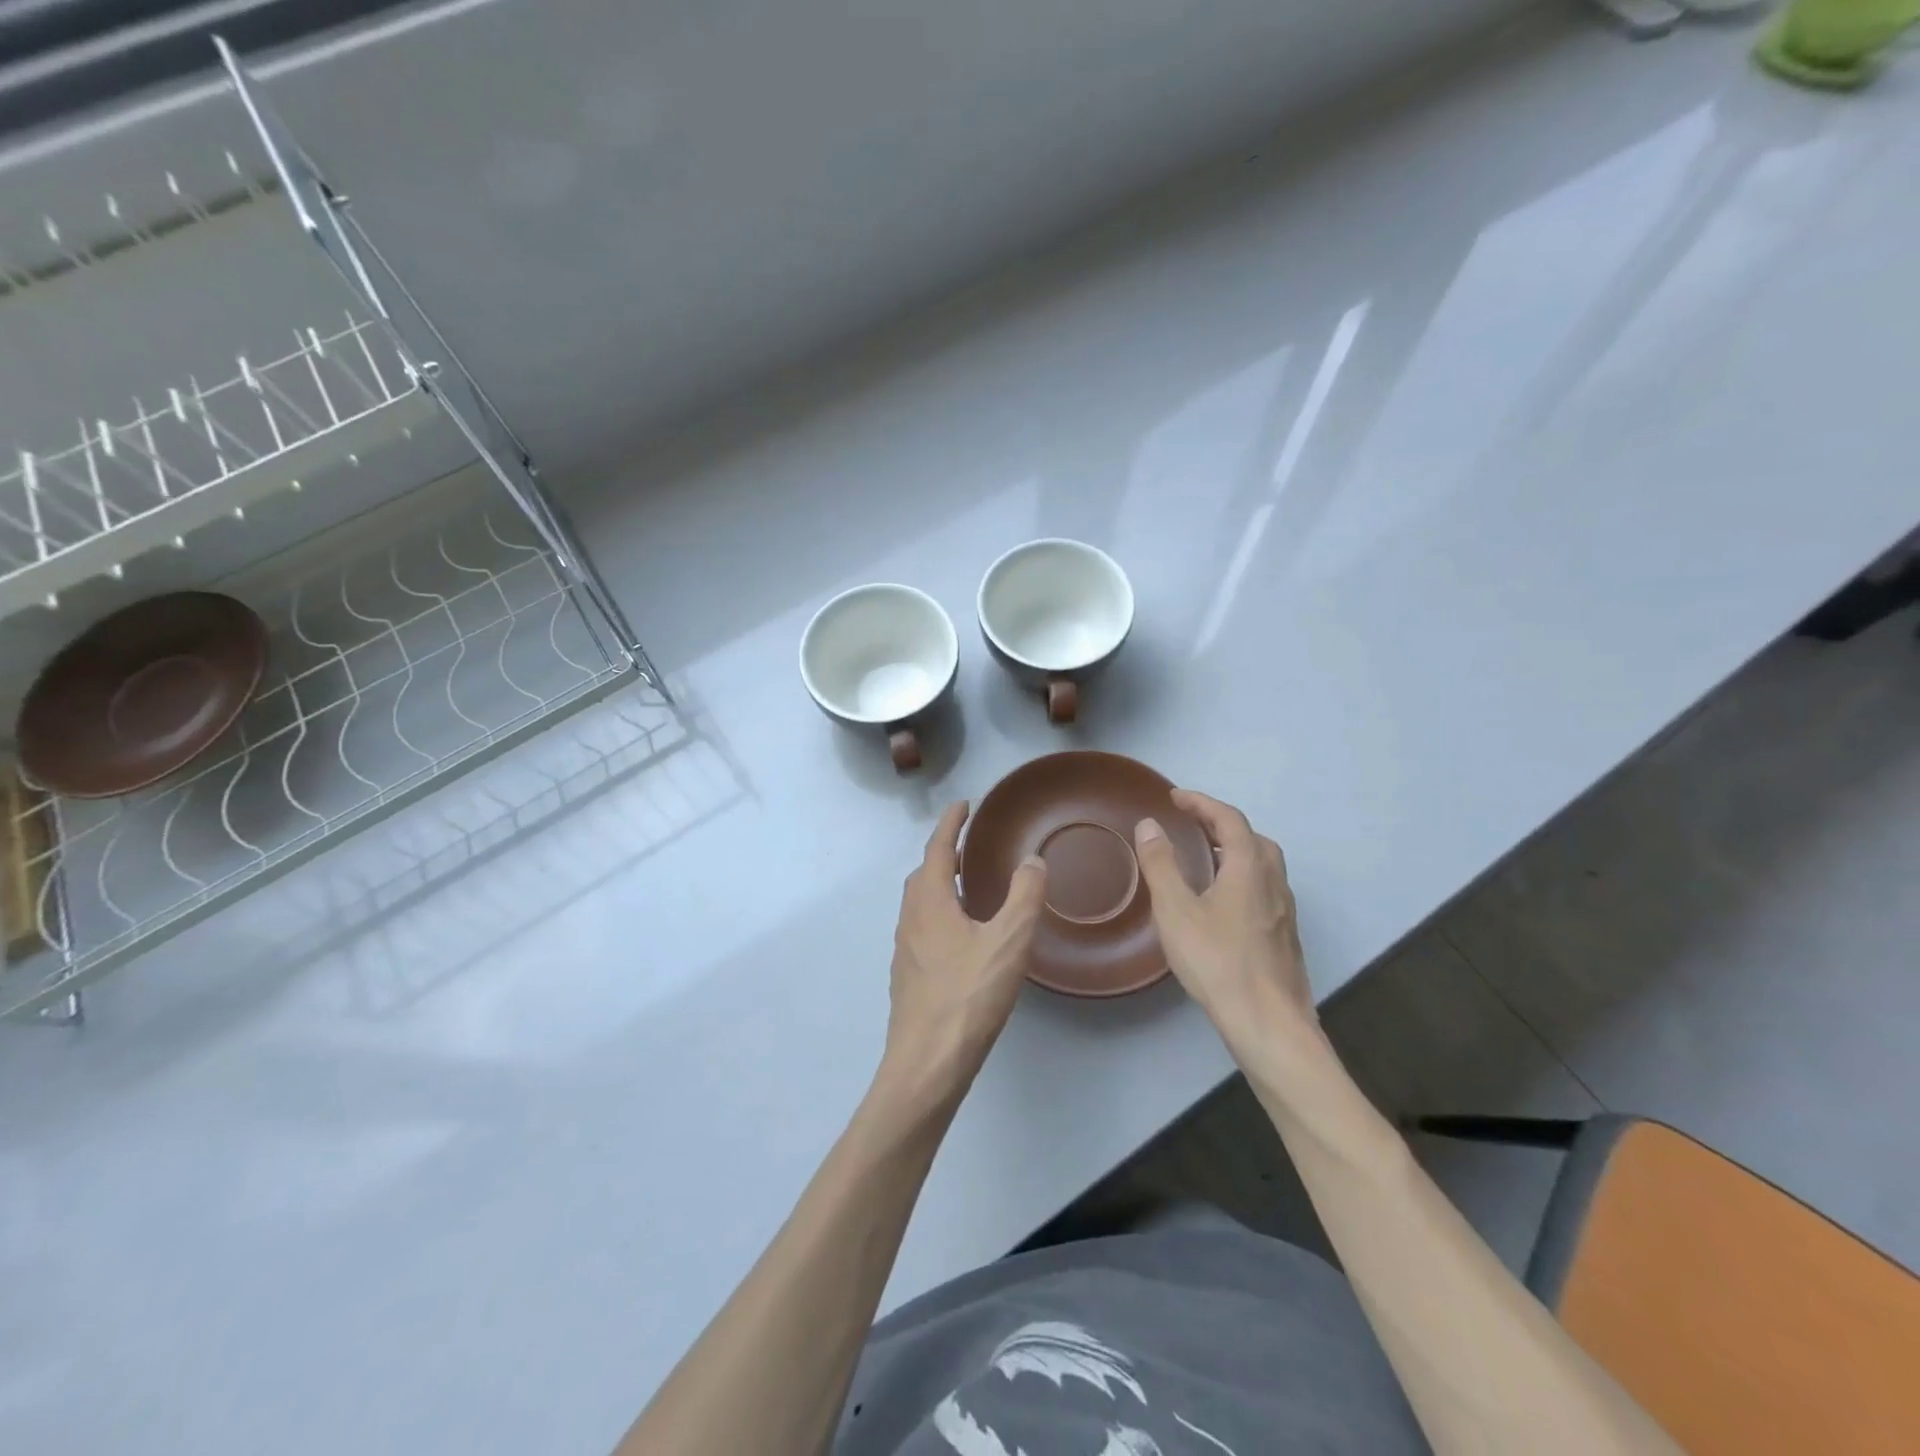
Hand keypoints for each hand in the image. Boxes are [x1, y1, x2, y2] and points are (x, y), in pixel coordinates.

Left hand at [880, 802, 1046, 1104]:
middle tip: (972, 845)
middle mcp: (911, 918)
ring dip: (942, 884)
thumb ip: (1024, 896)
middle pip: (925, 873)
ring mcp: (905, 949)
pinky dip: (940, 913)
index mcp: (930, 901)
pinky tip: (963, 936)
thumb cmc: (968, 996)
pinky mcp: (909, 976)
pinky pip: (923, 927)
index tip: (965, 804)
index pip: (938, 848)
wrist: (927, 1063)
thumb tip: (1032, 860)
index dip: (951, 823)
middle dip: (946, 853)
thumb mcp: (1008, 941)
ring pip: (921, 902)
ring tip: (970, 886)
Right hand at [1133, 790, 1313, 1041]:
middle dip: (1221, 824)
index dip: (1201, 803)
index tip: (1174, 797)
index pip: (1229, 819)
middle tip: (1191, 825)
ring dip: (1235, 851)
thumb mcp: (1176, 910)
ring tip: (1206, 859)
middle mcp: (1273, 882)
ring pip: (1263, 865)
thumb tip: (1150, 824)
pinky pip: (1264, 889)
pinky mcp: (1284, 936)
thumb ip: (1161, 864)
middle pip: (1253, 838)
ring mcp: (1283, 911)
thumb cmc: (1217, 961)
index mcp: (1249, 867)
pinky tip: (1223, 903)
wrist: (1268, 1023)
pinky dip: (1242, 877)